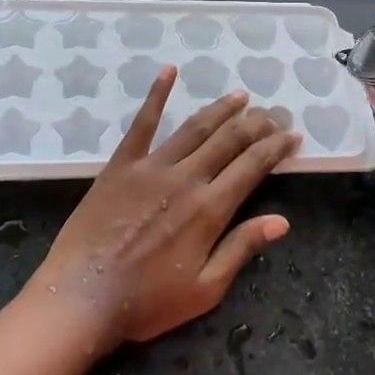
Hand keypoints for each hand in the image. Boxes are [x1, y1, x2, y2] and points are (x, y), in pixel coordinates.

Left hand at [24, 68, 299, 354]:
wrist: (82, 297)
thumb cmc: (147, 302)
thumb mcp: (205, 289)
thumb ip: (241, 248)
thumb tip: (282, 220)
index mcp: (209, 209)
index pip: (252, 167)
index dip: (276, 148)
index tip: (292, 135)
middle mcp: (185, 179)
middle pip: (228, 140)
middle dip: (255, 124)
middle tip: (272, 114)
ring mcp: (151, 167)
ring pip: (194, 128)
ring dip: (220, 109)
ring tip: (239, 96)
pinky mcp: (121, 165)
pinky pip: (142, 124)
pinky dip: (157, 95)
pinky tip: (169, 72)